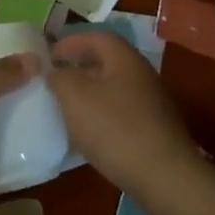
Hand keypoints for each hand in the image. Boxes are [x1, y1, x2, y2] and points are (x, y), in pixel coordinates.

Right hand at [49, 31, 204, 205]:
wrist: (165, 178)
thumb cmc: (115, 129)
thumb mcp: (75, 97)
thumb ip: (60, 77)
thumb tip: (55, 69)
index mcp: (125, 59)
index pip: (97, 37)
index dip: (71, 42)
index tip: (49, 56)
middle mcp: (142, 74)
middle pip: (107, 61)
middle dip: (80, 67)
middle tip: (55, 80)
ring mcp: (152, 103)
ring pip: (114, 88)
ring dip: (90, 93)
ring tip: (67, 107)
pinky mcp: (155, 130)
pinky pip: (122, 111)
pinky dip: (102, 114)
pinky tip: (90, 134)